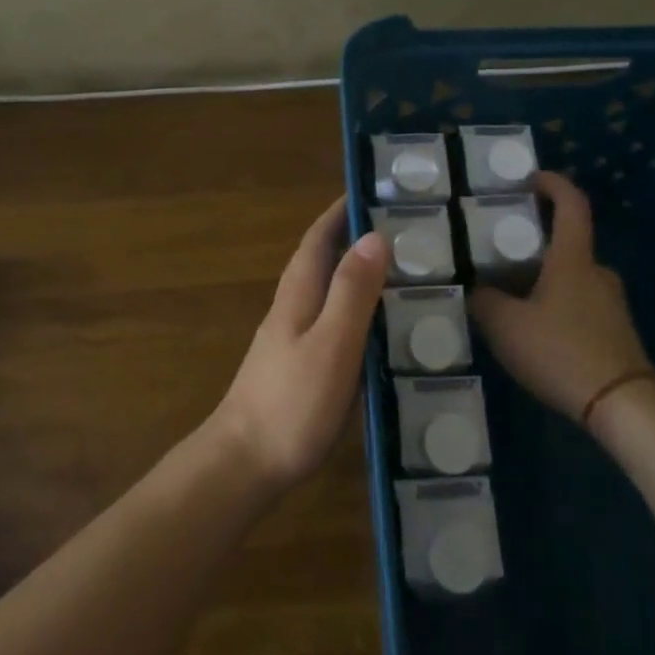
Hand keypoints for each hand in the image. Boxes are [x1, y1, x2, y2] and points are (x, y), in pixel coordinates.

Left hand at [212, 197, 389, 492]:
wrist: (245, 465)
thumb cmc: (291, 402)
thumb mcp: (331, 343)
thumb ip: (352, 292)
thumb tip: (374, 236)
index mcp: (298, 292)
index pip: (319, 236)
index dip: (343, 210)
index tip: (379, 189)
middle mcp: (294, 307)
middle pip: (326, 259)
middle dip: (359, 237)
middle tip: (410, 230)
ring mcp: (295, 338)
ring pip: (333, 291)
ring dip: (363, 273)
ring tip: (409, 272)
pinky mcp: (303, 366)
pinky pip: (338, 322)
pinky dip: (362, 311)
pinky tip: (387, 328)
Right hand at [470, 171, 654, 420]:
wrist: (621, 404)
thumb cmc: (561, 351)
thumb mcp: (505, 326)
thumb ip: (485, 302)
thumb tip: (478, 290)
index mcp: (573, 259)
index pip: (572, 204)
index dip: (553, 184)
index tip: (531, 179)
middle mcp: (597, 272)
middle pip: (566, 244)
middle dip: (534, 245)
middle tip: (500, 255)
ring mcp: (611, 302)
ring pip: (571, 277)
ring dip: (543, 280)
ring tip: (510, 299)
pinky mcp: (616, 331)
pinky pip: (579, 304)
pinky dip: (556, 305)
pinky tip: (534, 332)